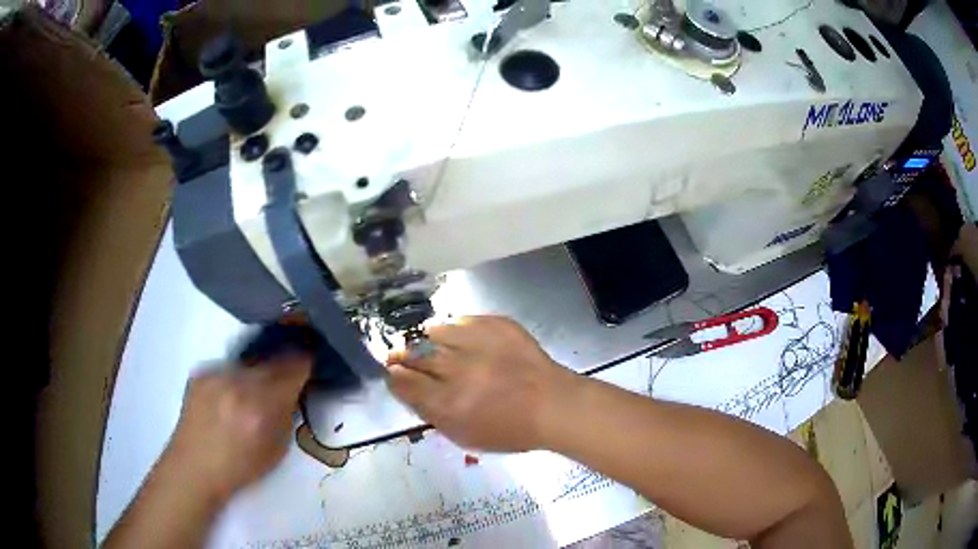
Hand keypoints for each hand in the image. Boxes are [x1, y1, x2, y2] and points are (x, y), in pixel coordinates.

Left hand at [164, 356, 310, 500]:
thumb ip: (287, 413)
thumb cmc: (241, 467)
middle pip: (273, 357)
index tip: (313, 357)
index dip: (307, 359)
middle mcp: (239, 382)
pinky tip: (229, 398)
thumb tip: (294, 389)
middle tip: (287, 375)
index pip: (294, 365)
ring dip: (258, 372)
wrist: (194, 467)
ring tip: (253, 391)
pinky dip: (235, 379)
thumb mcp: (278, 448)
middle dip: (284, 364)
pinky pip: (228, 368)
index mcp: (263, 405)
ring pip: (250, 362)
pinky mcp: (201, 372)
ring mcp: (217, 374)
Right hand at [385, 316, 575, 451]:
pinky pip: (463, 321)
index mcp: (449, 405)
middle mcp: (459, 372)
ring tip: (423, 342)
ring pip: (435, 332)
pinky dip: (453, 328)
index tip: (393, 373)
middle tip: (397, 354)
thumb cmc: (510, 430)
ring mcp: (479, 344)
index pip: (405, 384)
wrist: (554, 405)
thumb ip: (432, 414)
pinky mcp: (497, 326)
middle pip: (415, 356)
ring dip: (424, 338)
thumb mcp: (464, 436)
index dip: (394, 377)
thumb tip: (407, 390)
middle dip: (401, 355)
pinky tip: (452, 335)